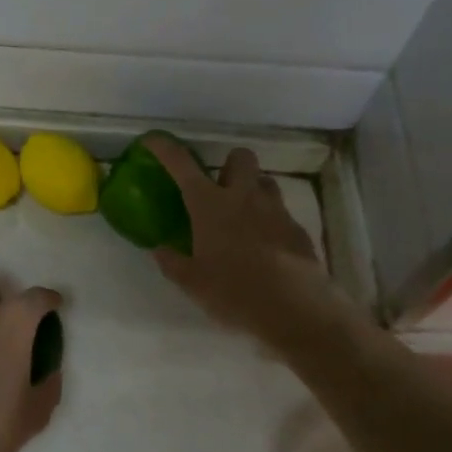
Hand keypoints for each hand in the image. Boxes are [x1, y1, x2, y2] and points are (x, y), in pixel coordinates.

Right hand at [144, 137, 349, 355]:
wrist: (295, 310)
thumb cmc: (234, 293)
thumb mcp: (192, 284)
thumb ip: (173, 262)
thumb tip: (160, 250)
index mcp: (210, 205)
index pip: (182, 164)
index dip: (165, 148)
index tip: (153, 140)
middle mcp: (243, 197)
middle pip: (240, 157)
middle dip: (228, 164)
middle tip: (218, 188)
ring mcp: (275, 210)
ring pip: (265, 181)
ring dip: (252, 189)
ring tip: (243, 216)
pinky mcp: (298, 229)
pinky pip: (281, 212)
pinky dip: (270, 221)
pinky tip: (265, 247)